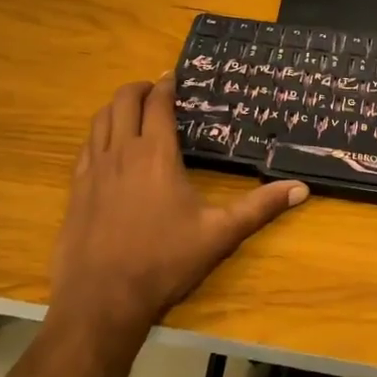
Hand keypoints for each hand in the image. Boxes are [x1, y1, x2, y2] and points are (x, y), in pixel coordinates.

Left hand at [48, 78, 307, 345]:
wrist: (102, 298)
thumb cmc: (164, 262)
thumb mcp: (219, 234)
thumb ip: (259, 208)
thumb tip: (301, 188)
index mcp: (156, 153)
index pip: (157, 102)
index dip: (166, 85)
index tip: (174, 77)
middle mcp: (121, 151)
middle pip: (123, 100)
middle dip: (139, 88)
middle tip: (155, 91)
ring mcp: (93, 169)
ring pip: (100, 119)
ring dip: (116, 107)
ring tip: (131, 112)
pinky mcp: (75, 188)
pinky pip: (85, 146)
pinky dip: (98, 133)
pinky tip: (107, 148)